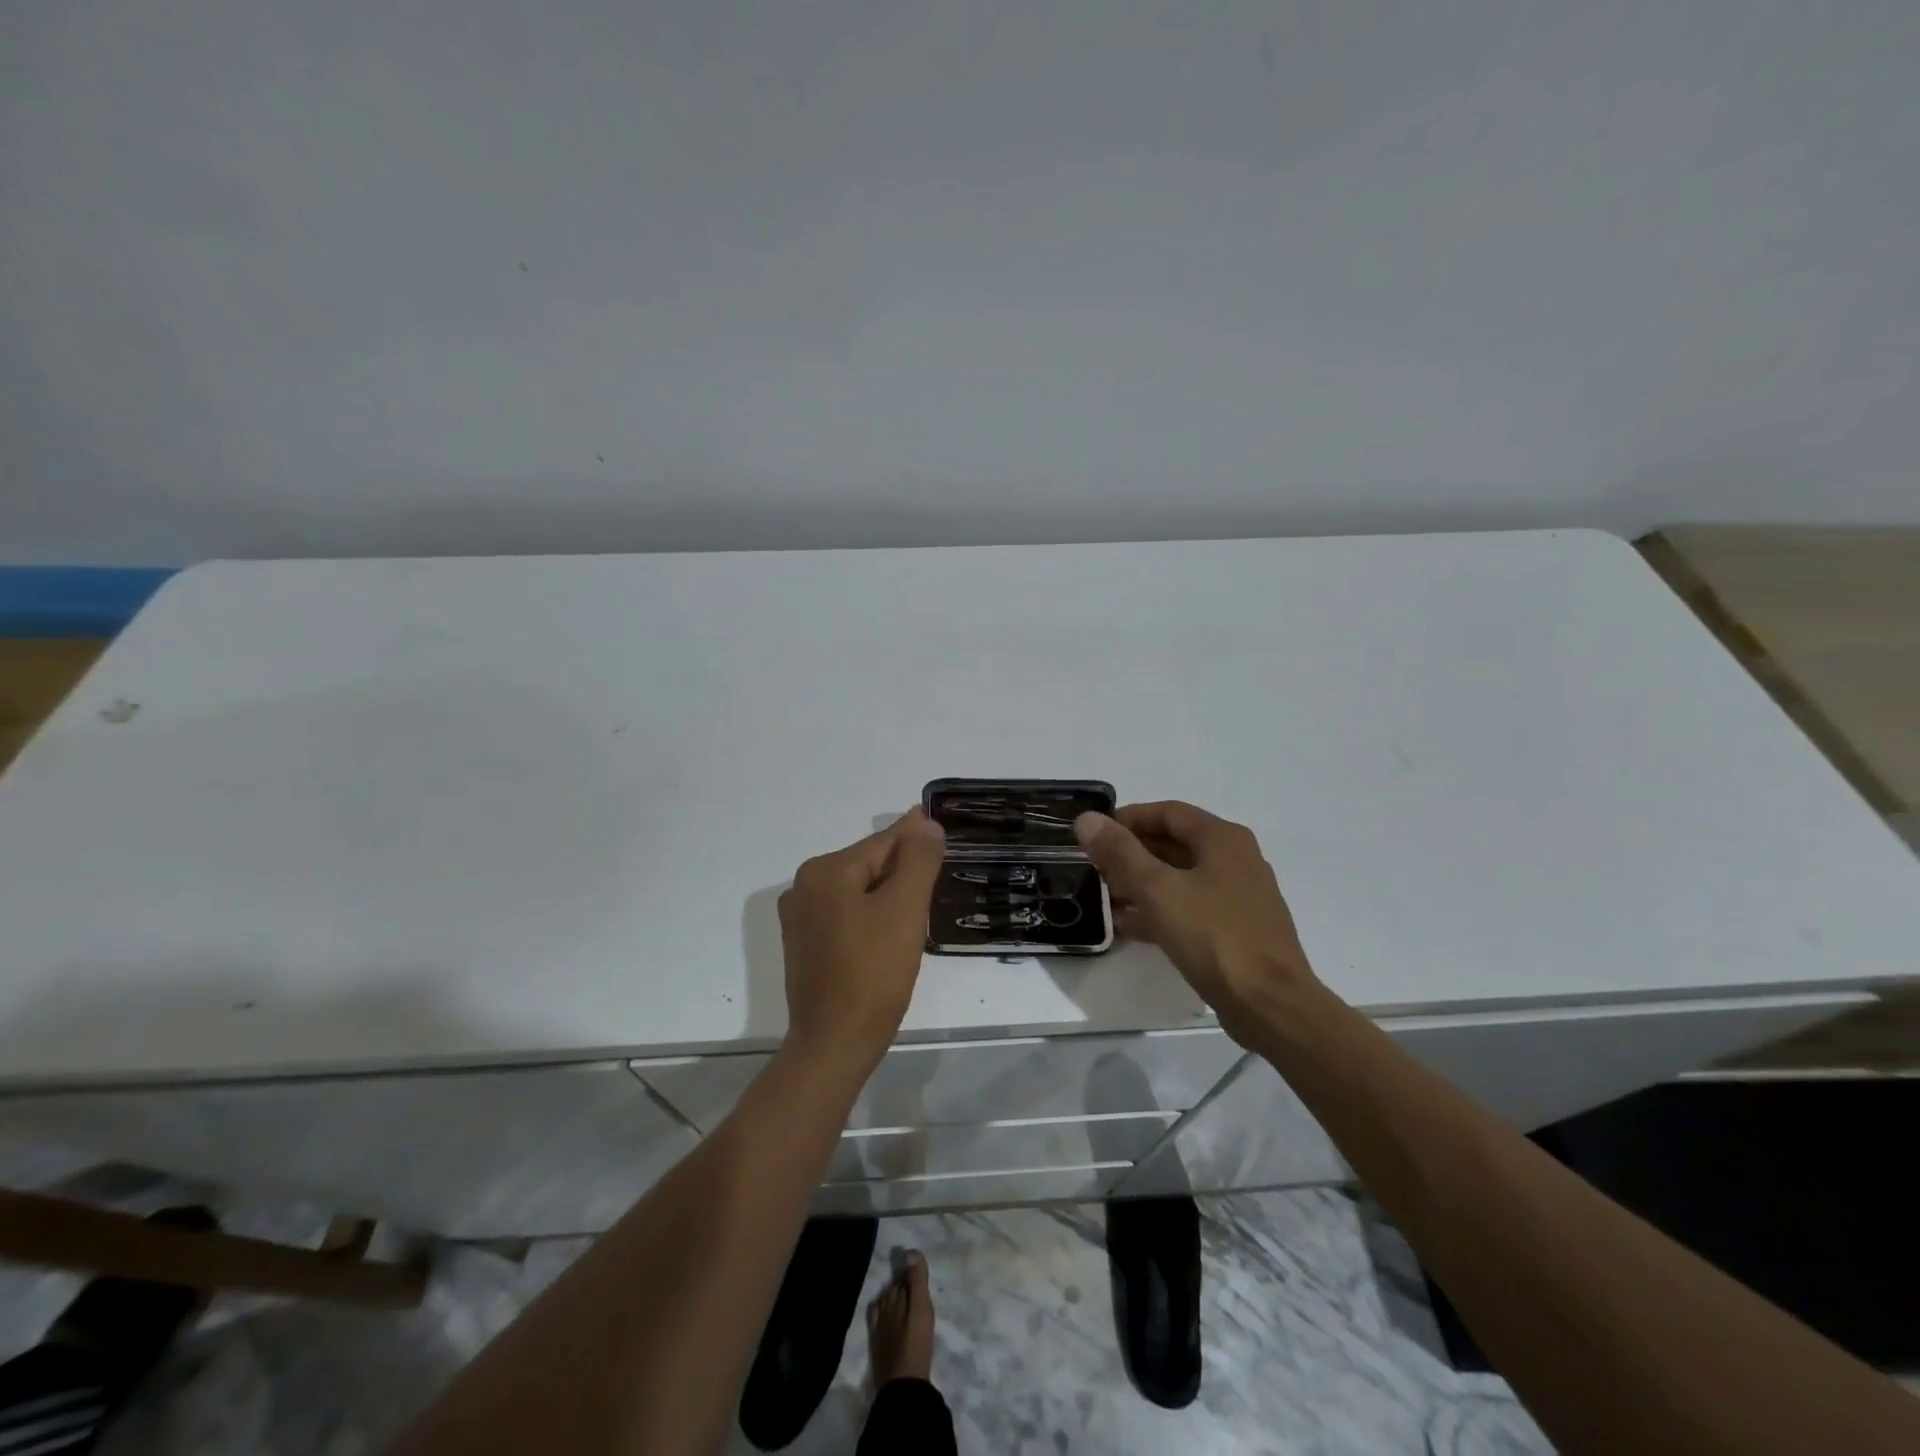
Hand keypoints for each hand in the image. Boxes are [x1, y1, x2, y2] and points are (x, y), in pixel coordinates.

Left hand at [778, 807, 946, 1071]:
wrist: (834, 1044)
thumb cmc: (873, 972)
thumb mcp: (904, 909)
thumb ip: (918, 861)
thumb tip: (926, 825)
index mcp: (824, 872)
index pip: (881, 844)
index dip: (913, 835)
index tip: (934, 822)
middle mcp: (803, 888)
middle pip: (867, 865)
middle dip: (903, 867)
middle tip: (938, 866)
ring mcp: (800, 920)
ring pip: (857, 891)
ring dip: (888, 892)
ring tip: (921, 894)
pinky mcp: (805, 947)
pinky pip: (846, 915)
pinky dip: (871, 914)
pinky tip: (892, 927)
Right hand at [1075, 802, 1317, 1046]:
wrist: (1270, 1005)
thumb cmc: (1214, 937)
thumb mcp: (1158, 890)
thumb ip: (1120, 852)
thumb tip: (1087, 819)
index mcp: (1222, 839)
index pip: (1167, 812)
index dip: (1128, 819)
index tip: (1094, 835)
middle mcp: (1235, 859)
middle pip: (1174, 843)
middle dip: (1131, 853)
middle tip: (1094, 868)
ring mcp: (1238, 896)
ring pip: (1180, 878)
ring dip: (1141, 884)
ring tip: (1104, 897)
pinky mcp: (1235, 929)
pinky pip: (1190, 907)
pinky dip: (1159, 910)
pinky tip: (1128, 927)